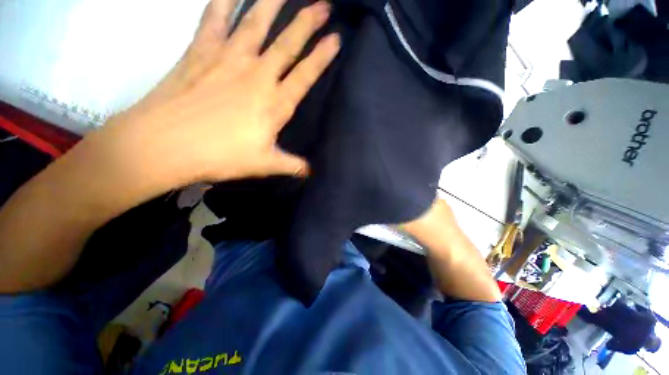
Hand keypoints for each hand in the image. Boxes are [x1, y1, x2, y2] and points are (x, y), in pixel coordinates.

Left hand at [98, 0, 338, 186]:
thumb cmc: (221, 156)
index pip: (306, 75)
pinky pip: (215, 19)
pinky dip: (224, 2)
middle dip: (307, 22)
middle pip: (287, 44)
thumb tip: (311, 172)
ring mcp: (228, 59)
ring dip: (272, 3)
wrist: (166, 144)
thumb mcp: (265, 165)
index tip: (336, 38)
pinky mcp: (201, 51)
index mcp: (274, 104)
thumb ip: (292, 165)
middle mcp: (256, 75)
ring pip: (255, 23)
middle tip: (323, 4)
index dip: (322, 57)